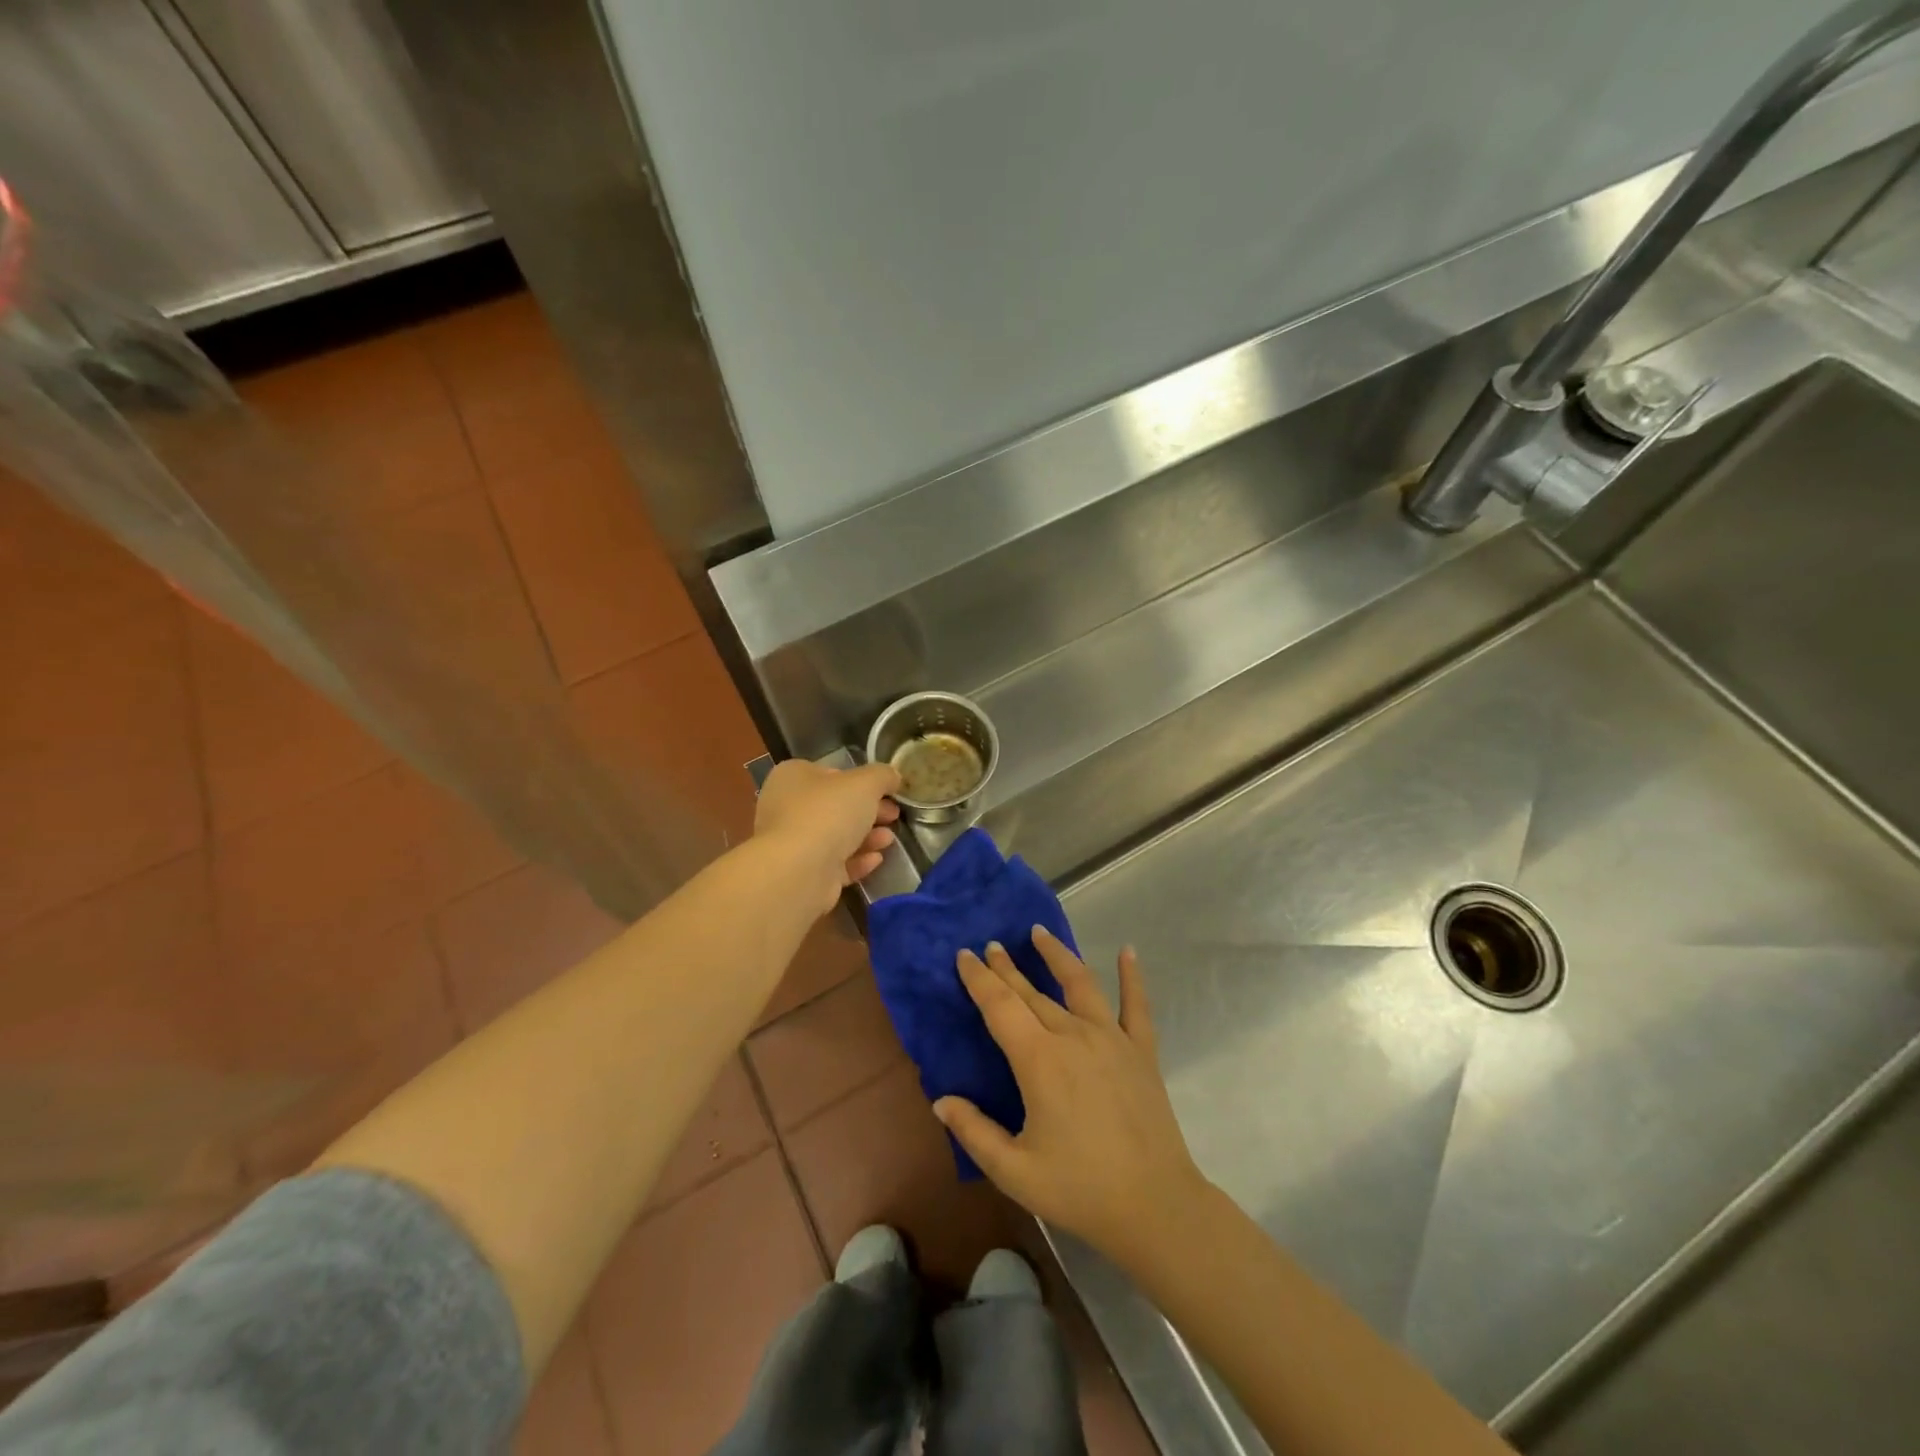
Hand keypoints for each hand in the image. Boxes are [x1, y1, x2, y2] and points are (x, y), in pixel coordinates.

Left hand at [754, 759, 901, 912]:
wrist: (797, 871)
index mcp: (793, 776)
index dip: (862, 781)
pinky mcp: (802, 874)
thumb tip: (892, 777)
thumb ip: (882, 776)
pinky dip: (857, 860)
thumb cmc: (828, 813)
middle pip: (836, 806)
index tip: (888, 791)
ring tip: (889, 839)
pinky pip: (834, 863)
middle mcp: (787, 807)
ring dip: (866, 837)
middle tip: (894, 816)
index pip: (832, 773)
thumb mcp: (865, 783)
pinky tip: (877, 859)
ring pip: (836, 836)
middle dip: (869, 811)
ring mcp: (793, 843)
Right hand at [934, 929, 1211, 1269]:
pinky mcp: (1142, 1051)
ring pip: (1080, 984)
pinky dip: (1132, 977)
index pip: (1000, 1006)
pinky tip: (1128, 951)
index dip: (979, 979)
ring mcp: (1112, 1039)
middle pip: (1032, 992)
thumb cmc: (1079, 1189)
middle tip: (991, 945)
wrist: (1155, 1207)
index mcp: (1039, 1060)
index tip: (965, 955)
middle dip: (1007, 967)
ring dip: (1057, 956)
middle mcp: (1074, 1035)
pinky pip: (1137, 1005)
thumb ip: (973, 1132)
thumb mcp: (1013, 1170)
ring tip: (1039, 932)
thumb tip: (940, 1100)